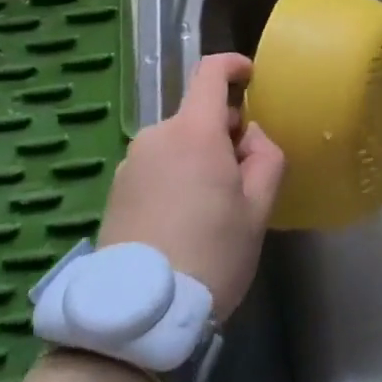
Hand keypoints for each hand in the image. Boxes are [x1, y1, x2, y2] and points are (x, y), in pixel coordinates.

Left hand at [99, 54, 284, 316]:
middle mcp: (155, 137)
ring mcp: (130, 164)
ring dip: (199, 156)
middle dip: (225, 131)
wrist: (139, 315)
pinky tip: (184, 221)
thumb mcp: (258, 209)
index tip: (252, 78)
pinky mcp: (115, 190)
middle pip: (197, 114)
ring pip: (177, 143)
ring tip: (214, 207)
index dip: (234, 66)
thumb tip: (250, 136)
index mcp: (193, 132)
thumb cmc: (212, 255)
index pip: (210, 72)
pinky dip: (176, 176)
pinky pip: (156, 166)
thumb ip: (265, 157)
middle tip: (245, 176)